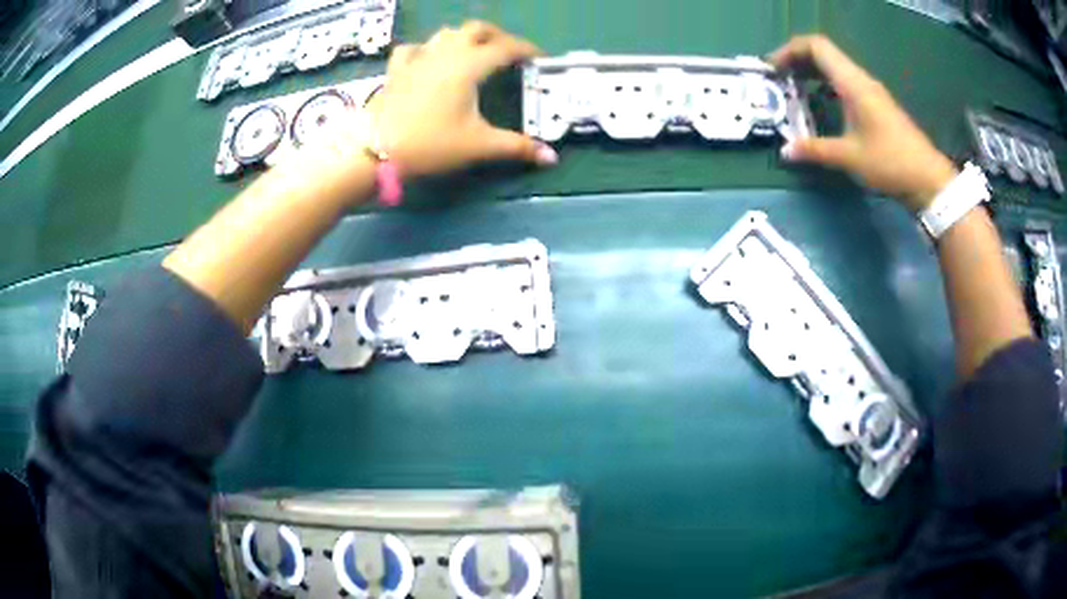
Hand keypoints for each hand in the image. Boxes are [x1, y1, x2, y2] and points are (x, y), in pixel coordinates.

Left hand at [368, 21, 557, 176]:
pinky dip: (428, 49)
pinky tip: (429, 60)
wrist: (374, 150)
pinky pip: (415, 48)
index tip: (539, 60)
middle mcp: (445, 53)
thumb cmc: (430, 144)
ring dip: (465, 38)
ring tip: (475, 53)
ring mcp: (418, 58)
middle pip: (476, 29)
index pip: (506, 48)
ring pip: (447, 33)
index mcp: (469, 65)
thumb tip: (551, 158)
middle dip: (498, 36)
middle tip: (509, 53)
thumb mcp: (478, 145)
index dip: (526, 50)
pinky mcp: (397, 69)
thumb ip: (517, 147)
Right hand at [769, 35, 956, 210]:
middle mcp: (861, 80)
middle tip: (779, 79)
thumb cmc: (890, 163)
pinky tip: (820, 104)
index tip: (774, 69)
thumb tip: (785, 151)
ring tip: (794, 90)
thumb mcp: (850, 158)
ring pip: (835, 68)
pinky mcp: (877, 105)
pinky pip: (845, 83)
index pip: (816, 46)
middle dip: (797, 61)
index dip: (790, 50)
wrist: (928, 180)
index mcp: (852, 83)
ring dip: (812, 73)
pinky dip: (826, 85)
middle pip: (824, 53)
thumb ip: (815, 150)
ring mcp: (871, 92)